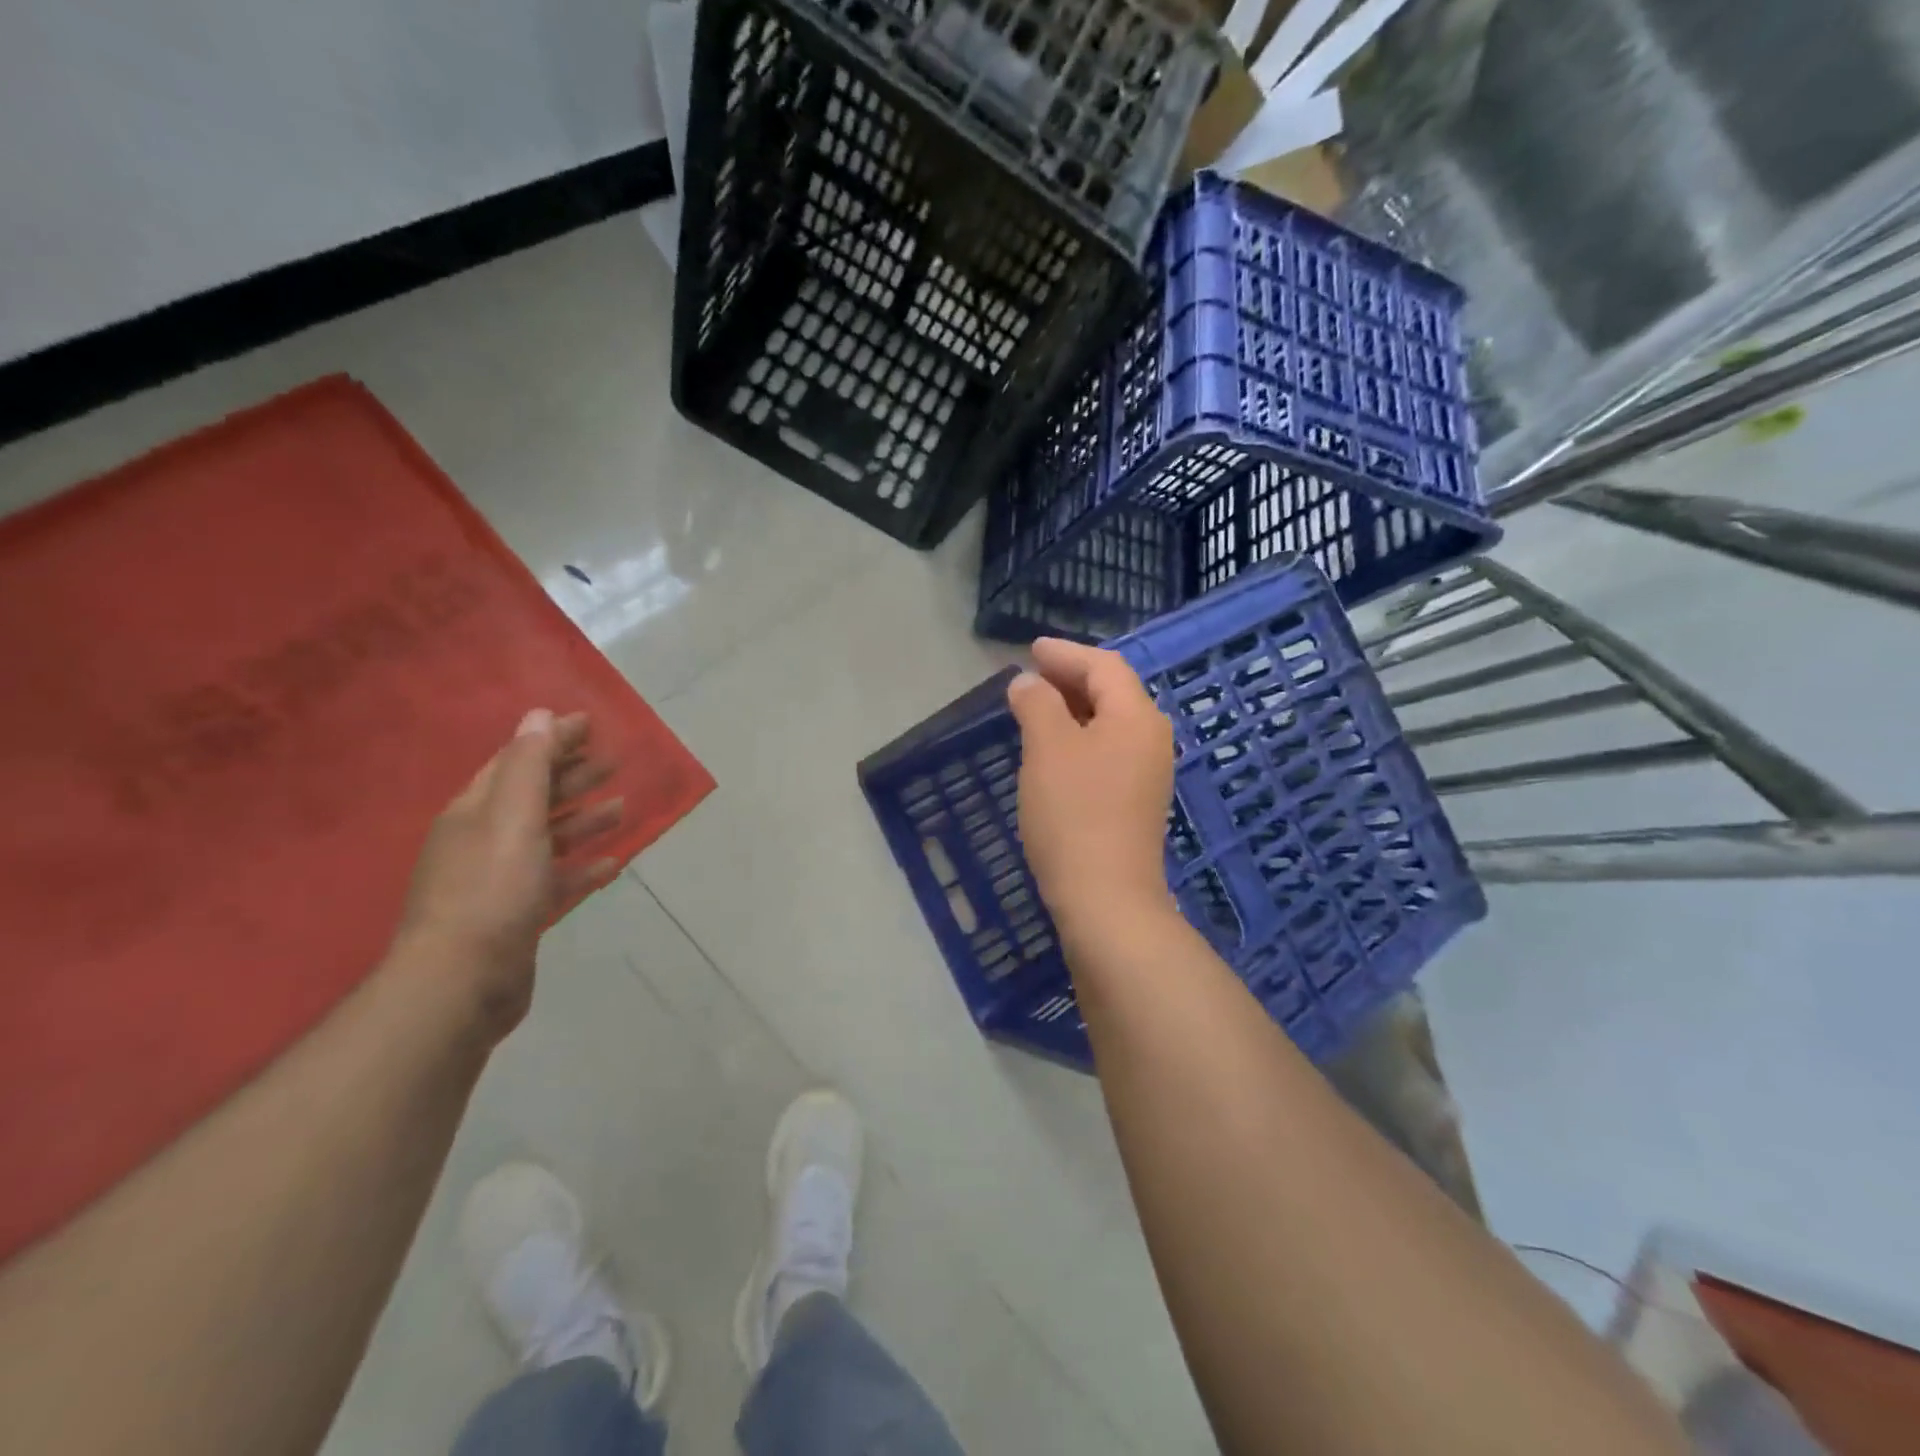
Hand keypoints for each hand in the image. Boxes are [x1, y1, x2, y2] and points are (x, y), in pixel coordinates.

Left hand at [395, 709, 622, 1036]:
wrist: (461, 982)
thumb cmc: (491, 890)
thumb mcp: (513, 817)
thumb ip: (529, 766)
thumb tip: (539, 715)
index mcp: (476, 811)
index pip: (517, 761)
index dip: (552, 740)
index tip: (590, 724)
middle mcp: (483, 839)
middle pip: (534, 797)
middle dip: (572, 776)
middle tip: (613, 763)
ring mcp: (499, 880)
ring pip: (548, 838)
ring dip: (583, 819)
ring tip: (621, 808)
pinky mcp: (518, 915)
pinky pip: (556, 880)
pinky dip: (581, 867)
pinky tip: (610, 863)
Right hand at [1007, 639, 1176, 940]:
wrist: (1106, 897)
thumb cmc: (1074, 813)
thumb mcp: (1048, 747)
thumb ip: (1038, 704)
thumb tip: (1028, 683)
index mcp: (1136, 717)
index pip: (1104, 667)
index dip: (1066, 654)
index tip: (1031, 650)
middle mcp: (1151, 739)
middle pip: (1112, 693)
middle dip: (1071, 679)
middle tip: (1031, 674)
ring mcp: (1147, 774)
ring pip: (1109, 725)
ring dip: (1073, 710)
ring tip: (1037, 707)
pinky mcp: (1136, 803)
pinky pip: (1108, 752)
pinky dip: (1079, 739)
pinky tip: (1054, 751)